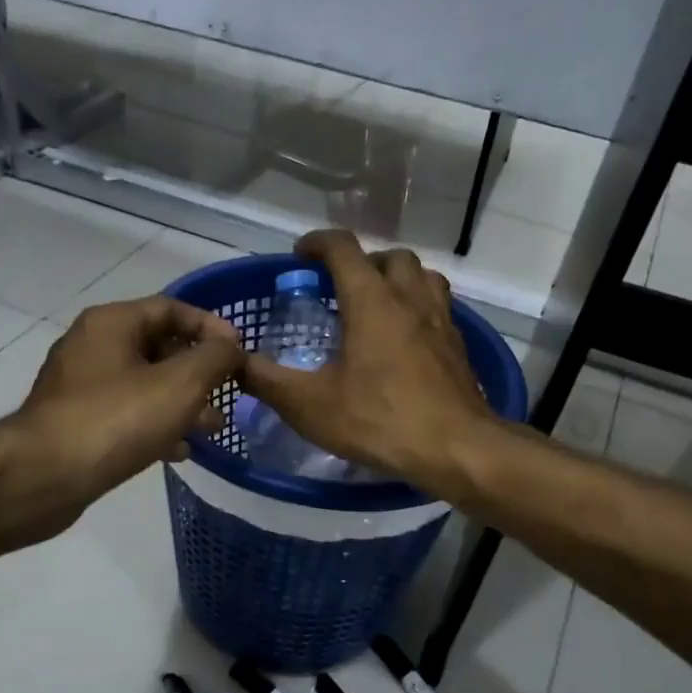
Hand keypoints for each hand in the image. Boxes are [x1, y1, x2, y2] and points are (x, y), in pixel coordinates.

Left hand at [13, 296, 242, 524]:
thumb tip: (230, 347)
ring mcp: (79, 386)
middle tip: (226, 396)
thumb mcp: (180, 383)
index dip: (210, 327)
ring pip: (144, 385)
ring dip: (181, 403)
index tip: (239, 353)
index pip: (171, 308)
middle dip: (198, 372)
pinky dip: (155, 426)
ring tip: (210, 429)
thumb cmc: (117, 420)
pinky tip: (178, 451)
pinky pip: (125, 414)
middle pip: (158, 347)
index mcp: (111, 322)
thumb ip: (215, 358)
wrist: (44, 476)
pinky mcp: (75, 422)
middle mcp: (91, 346)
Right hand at [241, 230, 496, 493]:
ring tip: (377, 305)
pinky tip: (405, 340)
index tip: (300, 255)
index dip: (318, 243)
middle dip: (362, 261)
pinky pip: (439, 307)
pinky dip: (418, 308)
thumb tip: (233, 361)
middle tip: (340, 285)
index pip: (344, 249)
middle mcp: (410, 299)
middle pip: (390, 257)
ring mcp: (441, 321)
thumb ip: (266, 380)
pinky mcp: (458, 346)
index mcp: (372, 301)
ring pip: (422, 276)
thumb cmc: (380, 420)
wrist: (457, 449)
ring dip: (397, 279)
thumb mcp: (310, 406)